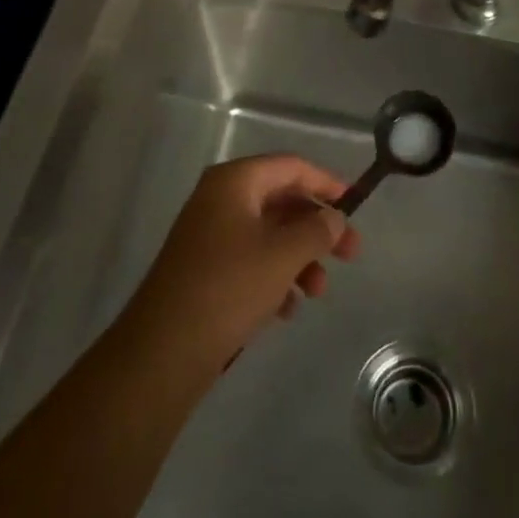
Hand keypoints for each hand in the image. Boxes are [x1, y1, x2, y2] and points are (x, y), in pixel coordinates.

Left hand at [120, 155, 362, 377]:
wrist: (163, 350)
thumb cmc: (228, 288)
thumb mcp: (283, 255)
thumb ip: (317, 230)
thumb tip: (334, 217)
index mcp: (234, 182)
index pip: (290, 167)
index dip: (326, 183)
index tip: (355, 206)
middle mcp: (219, 199)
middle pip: (281, 201)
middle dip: (317, 228)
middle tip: (350, 255)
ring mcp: (209, 235)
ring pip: (269, 235)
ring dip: (299, 258)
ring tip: (317, 292)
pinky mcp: (204, 270)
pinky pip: (250, 260)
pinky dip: (274, 277)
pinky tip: (286, 310)